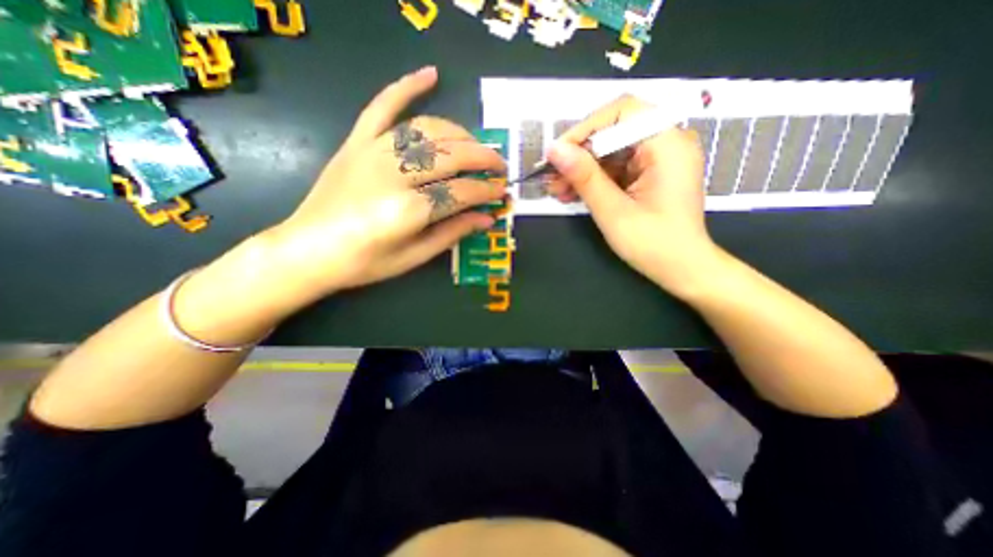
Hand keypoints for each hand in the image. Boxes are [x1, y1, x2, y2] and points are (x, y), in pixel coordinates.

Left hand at [262, 67, 504, 306]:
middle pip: (451, 155)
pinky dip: (406, 86)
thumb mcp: (414, 257)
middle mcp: (393, 174)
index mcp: (407, 210)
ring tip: (476, 146)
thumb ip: (453, 234)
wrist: (308, 250)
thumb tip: (488, 218)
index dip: (486, 191)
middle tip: (499, 167)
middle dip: (483, 158)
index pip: (461, 192)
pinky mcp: (356, 142)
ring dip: (460, 134)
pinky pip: (382, 105)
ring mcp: (372, 152)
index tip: (502, 192)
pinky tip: (431, 74)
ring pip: (428, 129)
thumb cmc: (364, 263)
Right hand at [546, 93, 718, 295]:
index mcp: (667, 144)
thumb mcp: (613, 211)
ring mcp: (658, 159)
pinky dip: (594, 179)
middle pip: (613, 133)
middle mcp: (666, 143)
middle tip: (551, 178)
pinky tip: (573, 193)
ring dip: (582, 170)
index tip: (557, 154)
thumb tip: (555, 150)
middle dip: (579, 155)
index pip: (622, 113)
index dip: (585, 129)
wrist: (682, 269)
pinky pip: (616, 168)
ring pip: (611, 152)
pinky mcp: (650, 174)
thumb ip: (585, 177)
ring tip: (557, 190)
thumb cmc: (653, 244)